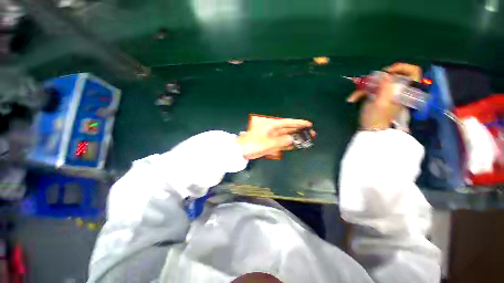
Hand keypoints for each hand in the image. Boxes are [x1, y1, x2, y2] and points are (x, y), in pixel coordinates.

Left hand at [236, 118, 313, 159]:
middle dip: (299, 131)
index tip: (309, 124)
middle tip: (311, 134)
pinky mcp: (270, 143)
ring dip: (295, 137)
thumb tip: (292, 139)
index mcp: (271, 126)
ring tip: (306, 139)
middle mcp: (272, 130)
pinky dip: (288, 143)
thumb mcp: (265, 143)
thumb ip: (279, 141)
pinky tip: (294, 145)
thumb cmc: (251, 145)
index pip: (287, 122)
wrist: (240, 150)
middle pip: (288, 129)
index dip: (298, 123)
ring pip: (286, 136)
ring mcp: (271, 137)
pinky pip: (281, 142)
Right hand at [346, 63, 421, 130]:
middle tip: (366, 82)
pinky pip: (370, 89)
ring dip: (363, 88)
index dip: (402, 68)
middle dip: (375, 79)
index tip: (387, 72)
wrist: (370, 130)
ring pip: (377, 83)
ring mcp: (386, 93)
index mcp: (403, 91)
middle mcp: (397, 90)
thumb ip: (385, 88)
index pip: (413, 72)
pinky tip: (352, 99)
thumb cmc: (376, 118)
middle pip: (390, 76)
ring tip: (353, 97)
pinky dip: (360, 94)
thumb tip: (385, 74)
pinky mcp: (377, 96)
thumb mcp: (380, 103)